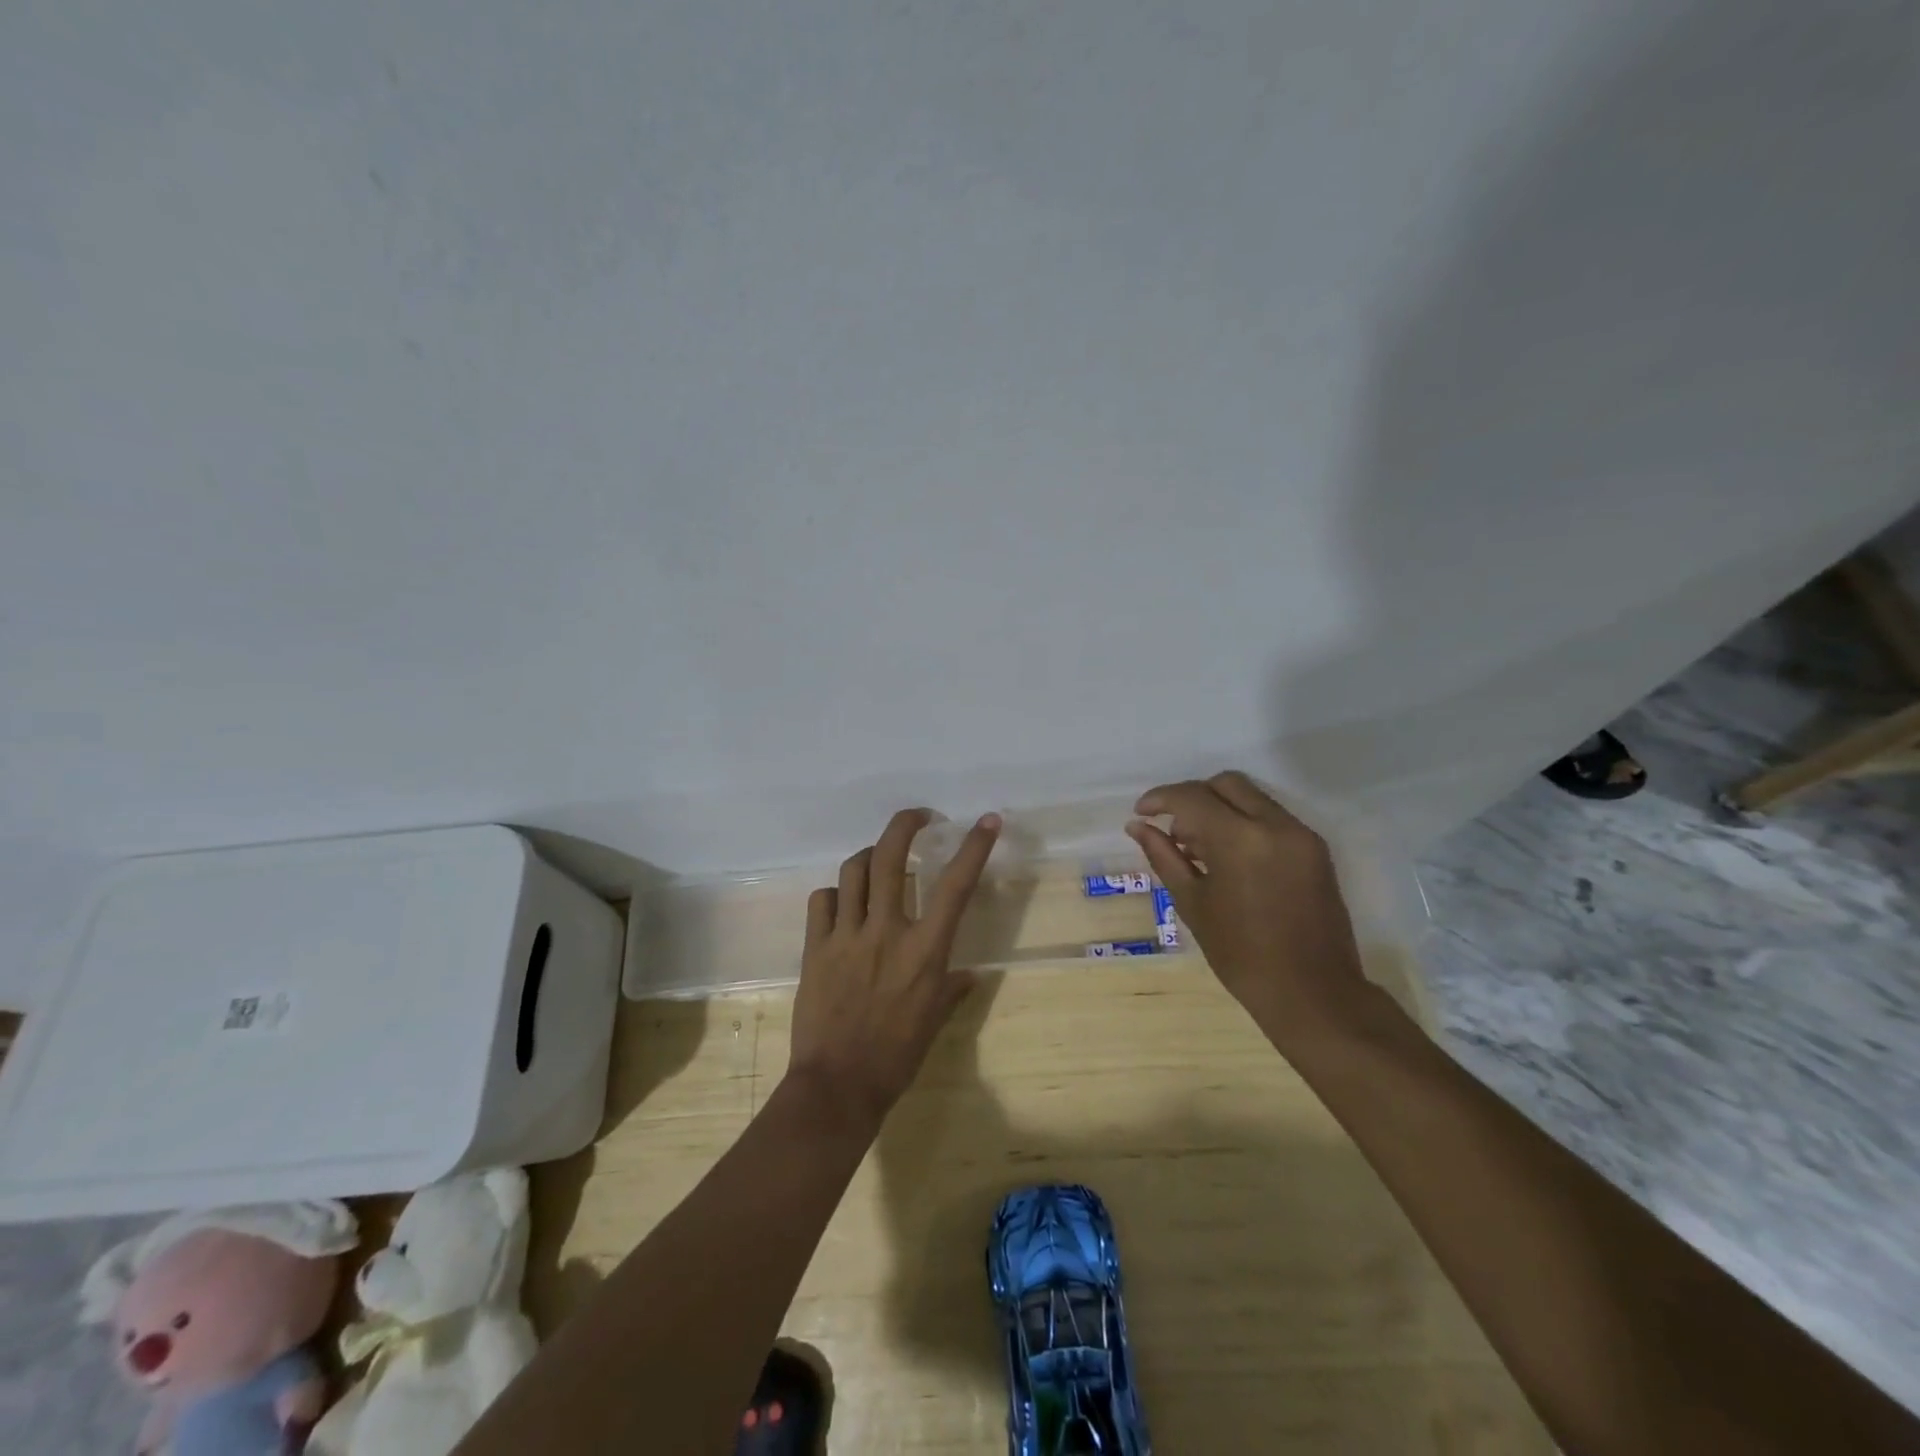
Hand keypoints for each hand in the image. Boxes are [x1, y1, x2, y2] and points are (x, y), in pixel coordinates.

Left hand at [787, 808, 1001, 1124]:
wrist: (838, 1086)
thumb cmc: (896, 1056)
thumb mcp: (934, 1021)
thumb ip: (952, 989)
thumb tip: (969, 975)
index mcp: (924, 950)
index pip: (955, 886)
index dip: (973, 847)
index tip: (986, 820)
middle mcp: (886, 931)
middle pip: (891, 857)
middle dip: (905, 824)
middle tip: (918, 817)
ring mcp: (846, 936)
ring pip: (854, 870)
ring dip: (869, 856)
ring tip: (877, 860)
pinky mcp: (814, 947)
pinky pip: (821, 901)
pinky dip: (834, 894)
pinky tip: (841, 904)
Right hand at [1127, 772, 1369, 1039]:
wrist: (1313, 993)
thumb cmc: (1241, 955)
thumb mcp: (1193, 903)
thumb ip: (1164, 856)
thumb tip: (1137, 826)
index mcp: (1240, 839)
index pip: (1192, 797)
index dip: (1161, 798)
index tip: (1141, 813)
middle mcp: (1275, 825)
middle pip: (1226, 784)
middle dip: (1193, 797)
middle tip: (1174, 830)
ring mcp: (1301, 835)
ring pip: (1252, 797)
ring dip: (1220, 809)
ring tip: (1199, 849)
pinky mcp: (1316, 849)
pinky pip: (1272, 818)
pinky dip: (1245, 823)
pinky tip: (1229, 858)